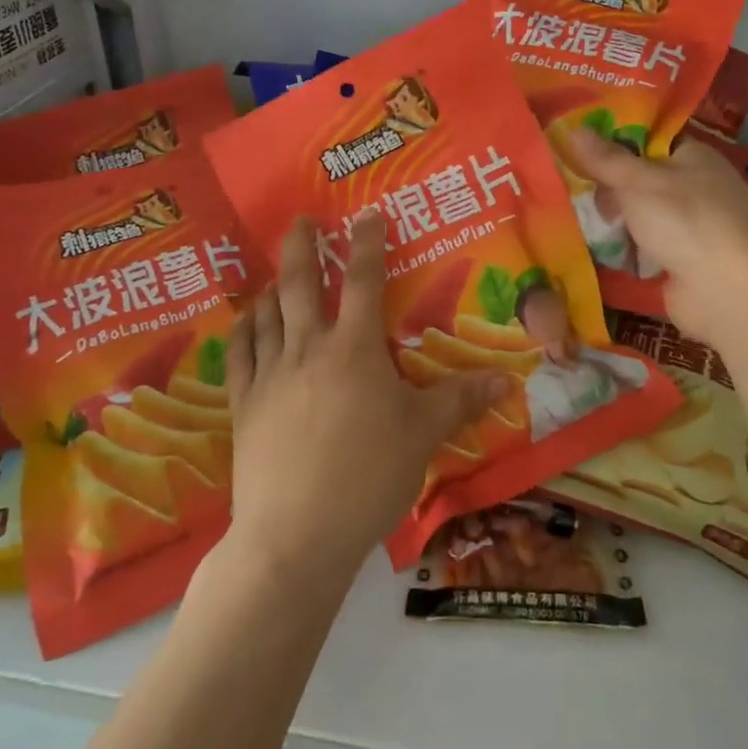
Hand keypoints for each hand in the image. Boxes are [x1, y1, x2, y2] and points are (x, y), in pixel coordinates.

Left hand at [221, 210, 507, 586]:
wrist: (296, 534)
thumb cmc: (368, 476)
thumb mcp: (423, 434)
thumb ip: (461, 400)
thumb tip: (508, 379)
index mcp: (354, 348)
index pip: (362, 280)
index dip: (366, 243)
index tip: (365, 214)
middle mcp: (308, 348)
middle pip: (300, 283)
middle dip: (303, 246)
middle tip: (303, 221)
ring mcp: (270, 375)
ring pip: (267, 314)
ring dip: (273, 286)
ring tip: (277, 273)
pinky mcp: (244, 404)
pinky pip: (239, 355)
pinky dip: (242, 330)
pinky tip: (245, 321)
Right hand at [566, 127, 747, 347]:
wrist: (732, 294)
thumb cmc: (688, 221)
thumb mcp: (639, 182)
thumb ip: (605, 159)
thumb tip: (572, 129)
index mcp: (694, 157)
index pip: (648, 138)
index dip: (613, 139)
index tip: (573, 143)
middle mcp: (695, 188)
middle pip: (640, 178)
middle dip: (607, 185)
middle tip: (568, 187)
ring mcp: (690, 228)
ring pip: (639, 215)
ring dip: (611, 220)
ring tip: (569, 217)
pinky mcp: (681, 263)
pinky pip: (642, 248)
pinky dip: (622, 249)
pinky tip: (589, 249)